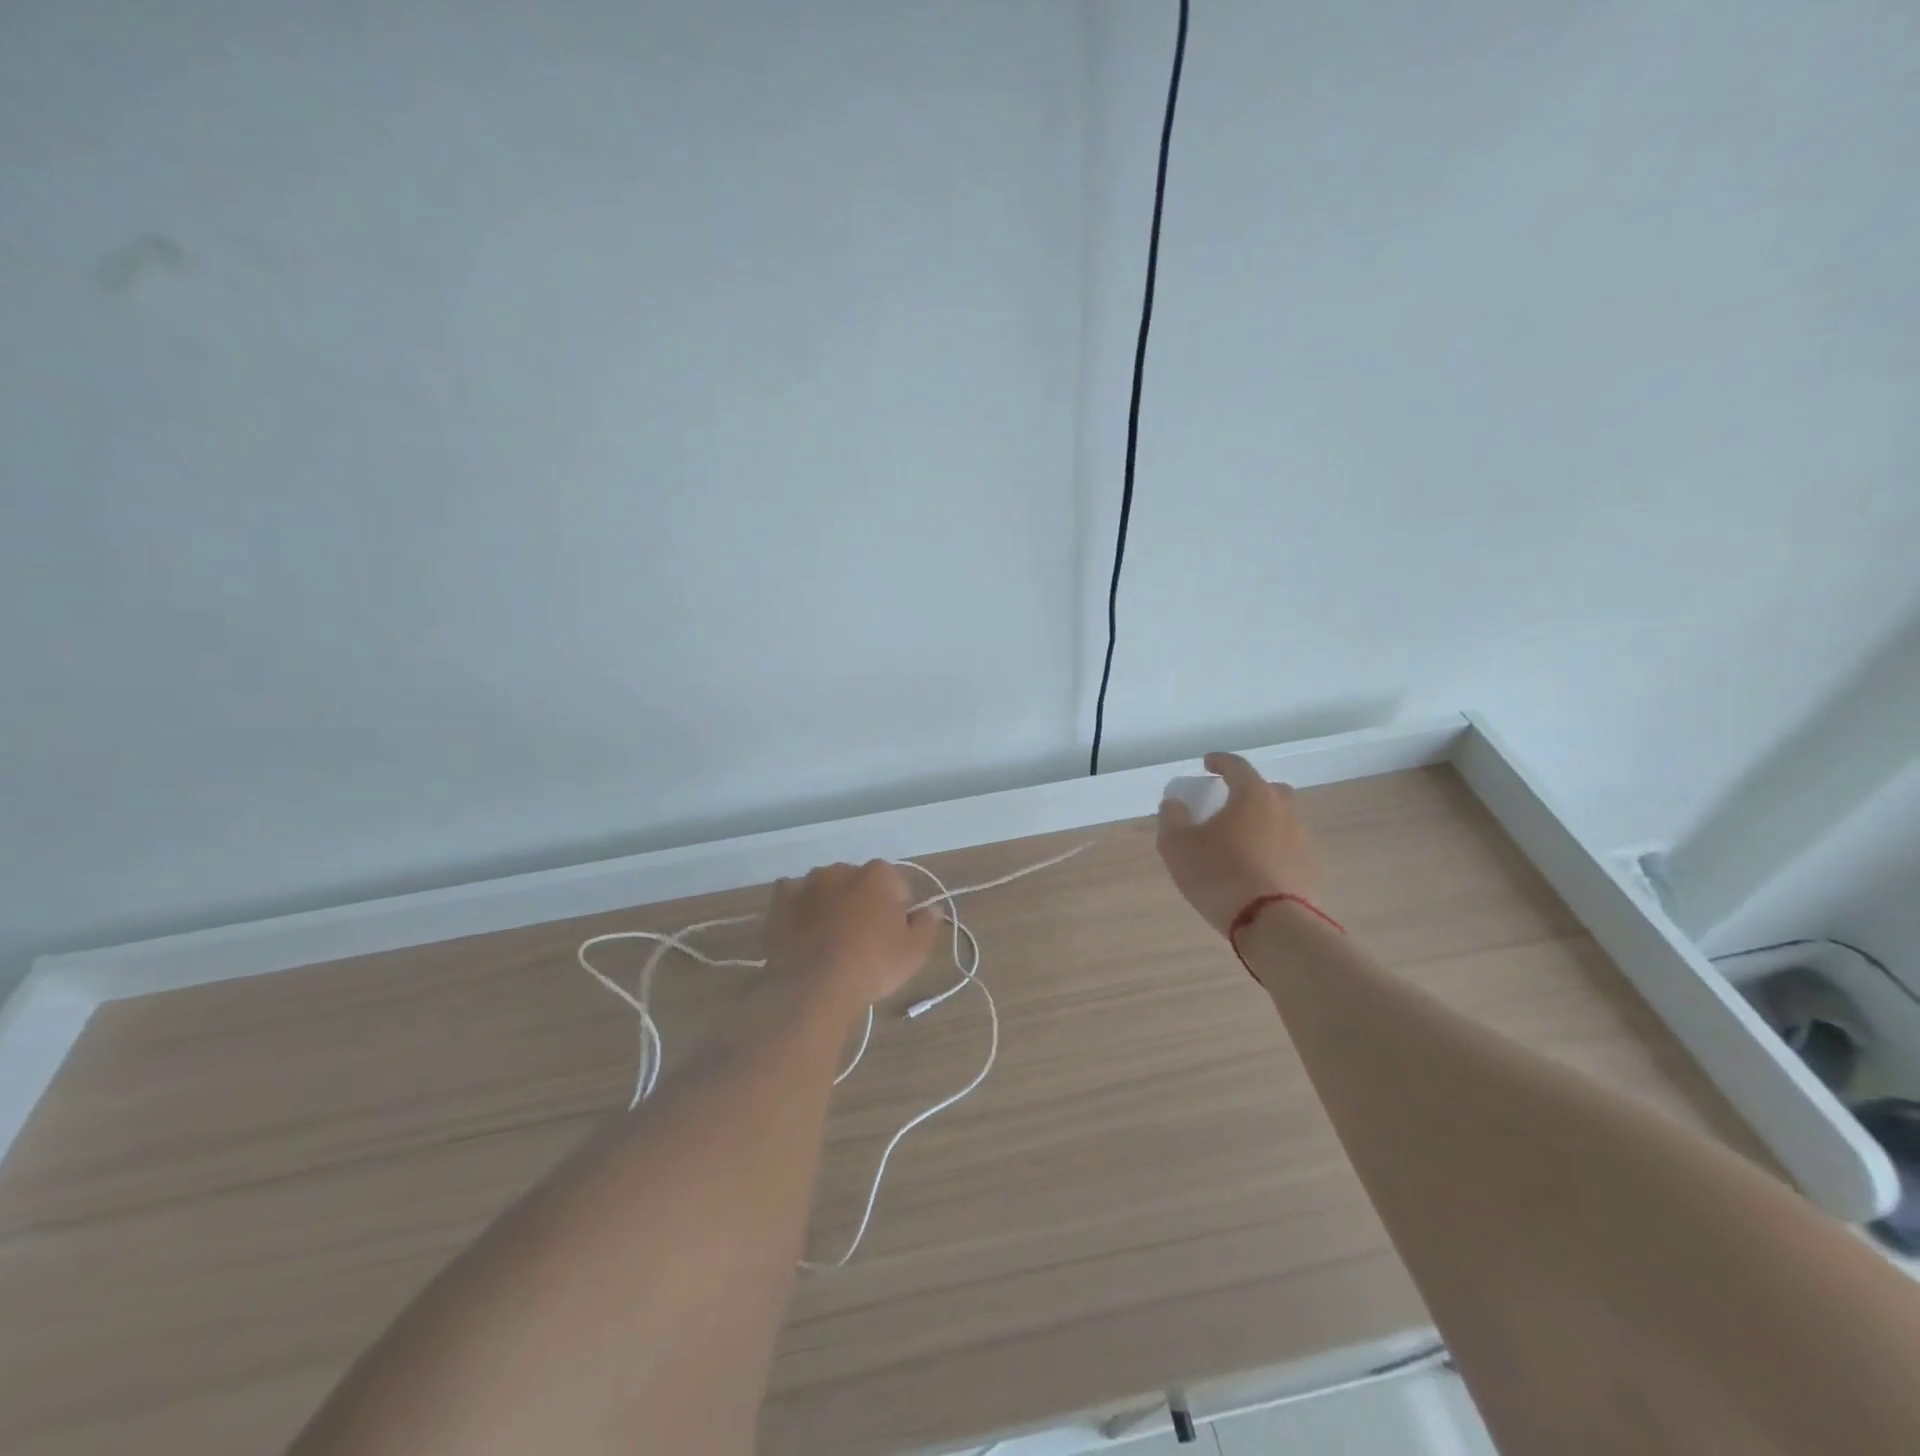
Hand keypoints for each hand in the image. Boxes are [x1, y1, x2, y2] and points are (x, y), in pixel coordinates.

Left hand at [764, 861, 943, 1013]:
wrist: (813, 988)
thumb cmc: (872, 966)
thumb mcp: (914, 952)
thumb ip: (928, 924)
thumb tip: (932, 908)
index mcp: (878, 874)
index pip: (897, 886)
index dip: (899, 910)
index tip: (894, 935)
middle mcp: (843, 869)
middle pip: (861, 883)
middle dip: (864, 902)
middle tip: (864, 940)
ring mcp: (808, 882)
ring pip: (827, 887)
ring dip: (832, 903)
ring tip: (830, 939)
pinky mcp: (781, 900)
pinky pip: (794, 895)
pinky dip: (800, 907)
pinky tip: (803, 930)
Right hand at [1156, 751, 1320, 935]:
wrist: (1271, 922)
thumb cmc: (1219, 873)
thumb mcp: (1177, 844)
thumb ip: (1172, 817)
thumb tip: (1175, 804)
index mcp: (1253, 794)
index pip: (1236, 766)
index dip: (1219, 761)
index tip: (1207, 763)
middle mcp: (1283, 809)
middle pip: (1267, 790)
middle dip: (1248, 791)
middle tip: (1228, 803)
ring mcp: (1301, 839)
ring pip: (1280, 820)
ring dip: (1261, 822)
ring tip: (1240, 840)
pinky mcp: (1309, 869)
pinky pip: (1286, 848)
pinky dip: (1271, 849)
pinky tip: (1255, 867)